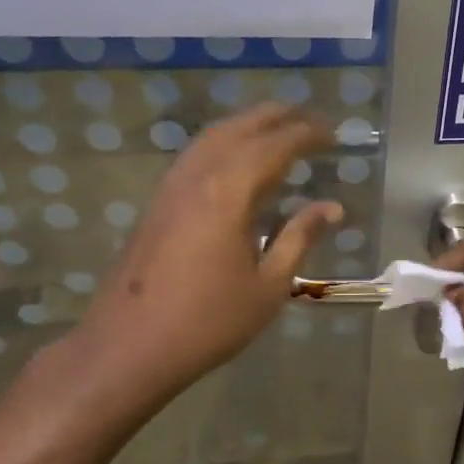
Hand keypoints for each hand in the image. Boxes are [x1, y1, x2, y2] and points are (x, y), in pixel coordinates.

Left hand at [77, 104, 340, 402]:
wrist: (129, 346)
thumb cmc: (209, 322)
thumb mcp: (268, 286)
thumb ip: (299, 238)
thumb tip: (331, 207)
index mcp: (229, 193)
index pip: (275, 146)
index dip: (306, 134)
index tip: (333, 133)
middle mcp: (197, 177)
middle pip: (239, 128)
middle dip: (276, 117)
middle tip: (309, 118)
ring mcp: (171, 187)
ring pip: (211, 137)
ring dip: (247, 125)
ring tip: (276, 129)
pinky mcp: (157, 203)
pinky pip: (195, 155)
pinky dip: (223, 143)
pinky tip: (235, 161)